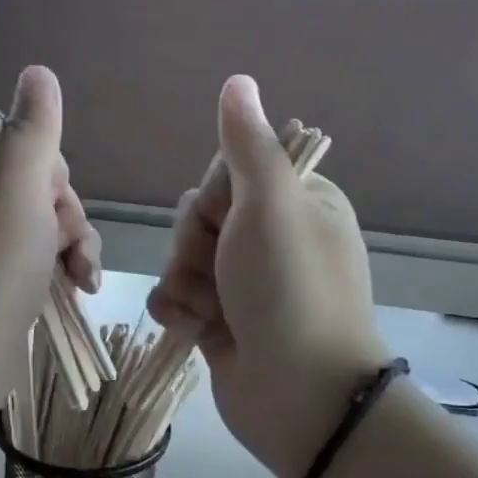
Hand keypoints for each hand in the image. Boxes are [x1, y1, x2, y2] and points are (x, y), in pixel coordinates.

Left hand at [0, 65, 100, 409]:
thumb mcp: (19, 182)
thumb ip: (34, 126)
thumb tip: (38, 72)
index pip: (20, 146)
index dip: (50, 175)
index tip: (52, 206)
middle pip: (35, 187)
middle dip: (65, 218)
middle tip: (69, 250)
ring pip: (42, 226)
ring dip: (72, 247)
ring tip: (82, 279)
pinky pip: (32, 258)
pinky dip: (58, 270)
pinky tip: (77, 290)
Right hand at [147, 76, 387, 477]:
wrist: (299, 396)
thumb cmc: (290, 291)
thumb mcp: (272, 207)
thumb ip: (248, 146)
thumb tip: (239, 81)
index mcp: (297, 204)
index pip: (229, 173)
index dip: (214, 196)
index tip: (227, 219)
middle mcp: (272, 240)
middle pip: (200, 216)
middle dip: (196, 243)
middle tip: (222, 269)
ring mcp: (245, 284)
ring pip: (183, 258)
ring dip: (185, 281)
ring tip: (211, 309)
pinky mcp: (221, 322)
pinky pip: (178, 297)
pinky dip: (178, 310)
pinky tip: (194, 328)